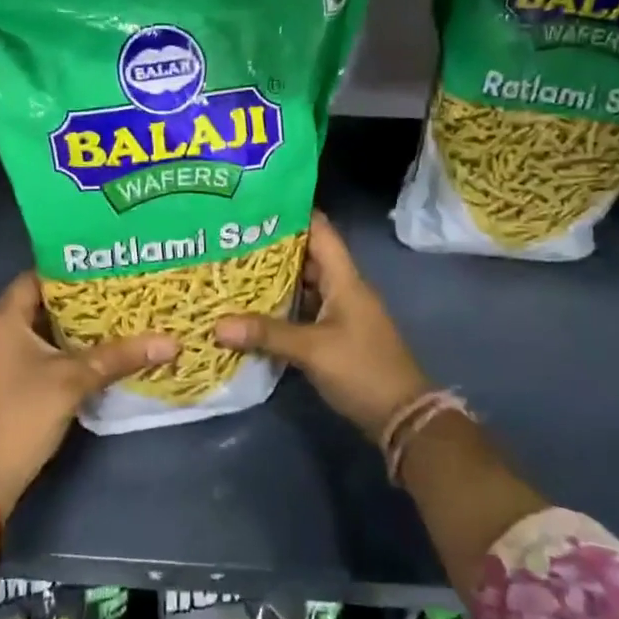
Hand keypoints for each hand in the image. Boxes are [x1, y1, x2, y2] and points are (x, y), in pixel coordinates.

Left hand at [0, 272, 177, 511]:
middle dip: (74, 300)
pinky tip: (83, 352)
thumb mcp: (76, 380)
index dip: (71, 272)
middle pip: (34, 302)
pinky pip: (23, 348)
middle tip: (114, 295)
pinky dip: (50, 346)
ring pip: (30, 328)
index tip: (106, 271)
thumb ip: (121, 356)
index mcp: (0, 319)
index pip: (36, 277)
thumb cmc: (25, 415)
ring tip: (107, 320)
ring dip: (63, 326)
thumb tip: (172, 342)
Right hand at [214, 211, 430, 444]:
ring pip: (303, 284)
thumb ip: (267, 334)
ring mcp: (340, 312)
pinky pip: (303, 309)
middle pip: (307, 256)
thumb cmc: (362, 370)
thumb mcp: (312, 350)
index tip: (255, 202)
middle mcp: (343, 288)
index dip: (293, 212)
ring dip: (274, 278)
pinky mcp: (335, 335)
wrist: (401, 415)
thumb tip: (217, 325)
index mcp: (345, 279)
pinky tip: (252, 308)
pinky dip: (281, 305)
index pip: (320, 231)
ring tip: (233, 267)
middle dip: (272, 246)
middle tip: (230, 238)